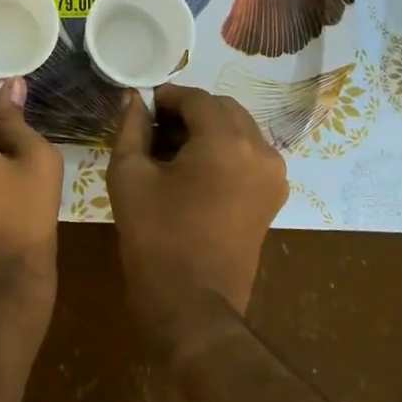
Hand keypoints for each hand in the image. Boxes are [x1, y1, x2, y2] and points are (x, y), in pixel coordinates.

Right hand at [108, 85, 287, 353]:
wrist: (192, 304)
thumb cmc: (155, 236)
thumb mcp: (129, 175)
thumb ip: (131, 127)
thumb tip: (135, 99)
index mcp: (226, 142)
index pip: (196, 98)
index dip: (167, 97)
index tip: (142, 108)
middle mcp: (260, 150)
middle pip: (223, 109)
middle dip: (189, 111)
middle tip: (154, 129)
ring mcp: (273, 174)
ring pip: (239, 129)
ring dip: (207, 129)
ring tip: (172, 151)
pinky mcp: (273, 196)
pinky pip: (249, 153)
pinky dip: (224, 149)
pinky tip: (194, 170)